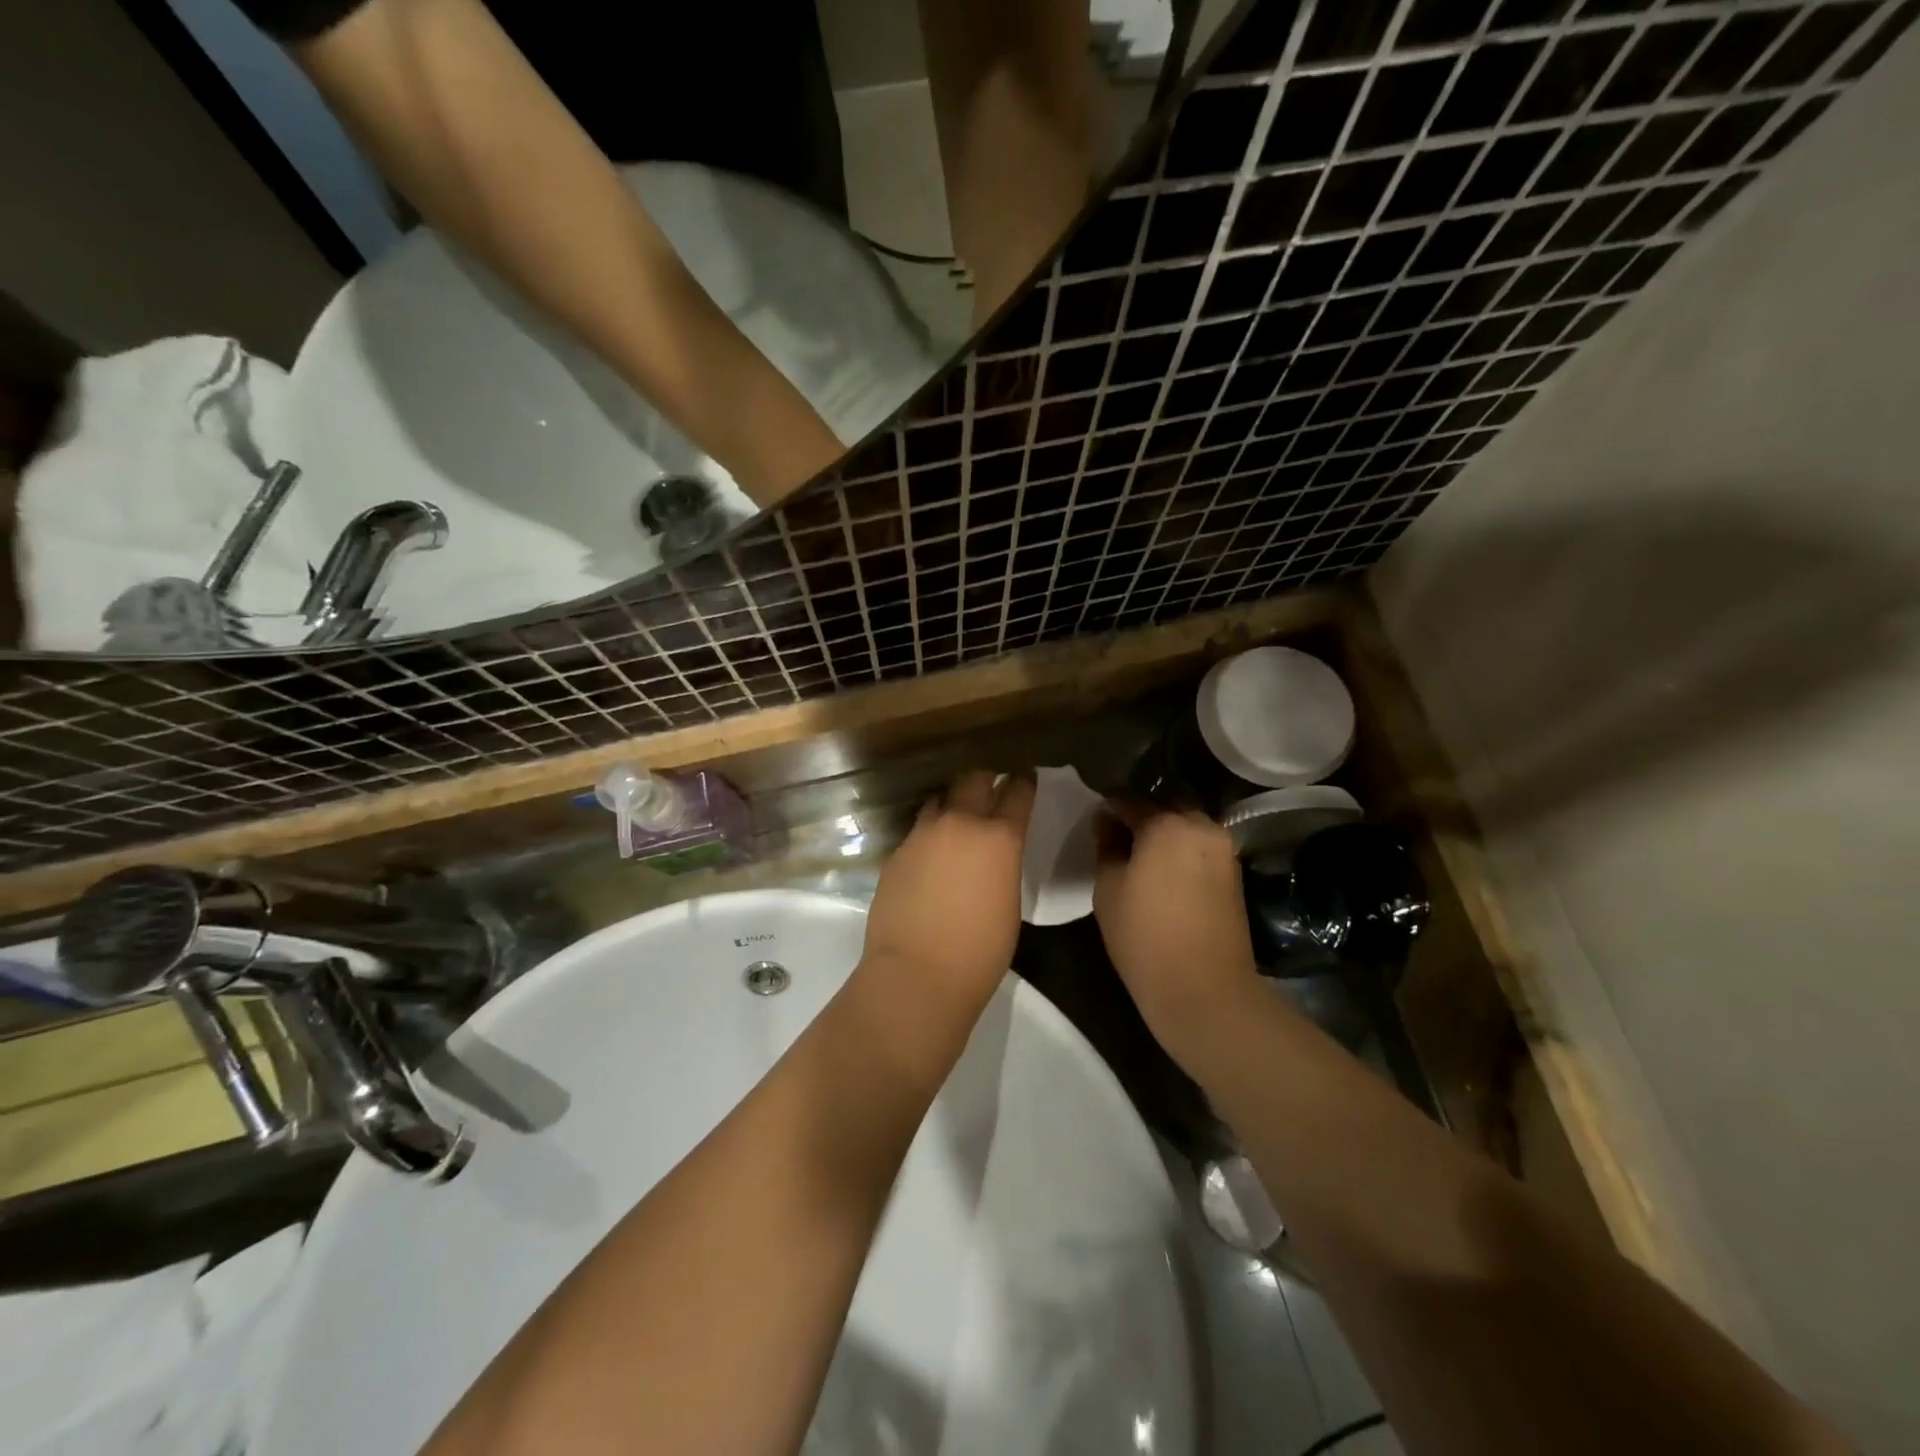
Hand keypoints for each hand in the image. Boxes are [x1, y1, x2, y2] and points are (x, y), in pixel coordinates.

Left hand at [859, 770, 1036, 1016]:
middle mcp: (960, 823)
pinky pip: (917, 831)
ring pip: (940, 800)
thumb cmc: (980, 951)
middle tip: (992, 790)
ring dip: (953, 805)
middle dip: (986, 781)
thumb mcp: (1009, 901)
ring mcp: (922, 835)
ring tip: (957, 822)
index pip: (1017, 791)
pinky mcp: (896, 853)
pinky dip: (929, 835)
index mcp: (999, 837)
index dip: (1024, 781)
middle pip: (974, 779)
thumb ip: (1003, 863)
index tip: (1026, 776)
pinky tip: (930, 857)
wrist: (917, 974)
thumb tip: (992, 854)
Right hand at [1093, 802, 1264, 1066]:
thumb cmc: (1144, 936)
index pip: (1127, 800)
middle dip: (1140, 817)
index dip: (1107, 809)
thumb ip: (1107, 847)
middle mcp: (1200, 825)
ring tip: (1140, 858)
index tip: (1094, 826)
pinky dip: (1181, 851)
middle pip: (1163, 807)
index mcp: (1165, 823)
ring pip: (1185, 826)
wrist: (1204, 989)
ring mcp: (1223, 849)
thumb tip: (1107, 823)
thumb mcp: (1109, 889)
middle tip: (1117, 841)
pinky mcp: (1234, 872)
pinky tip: (1164, 873)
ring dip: (1163, 833)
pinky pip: (1200, 847)